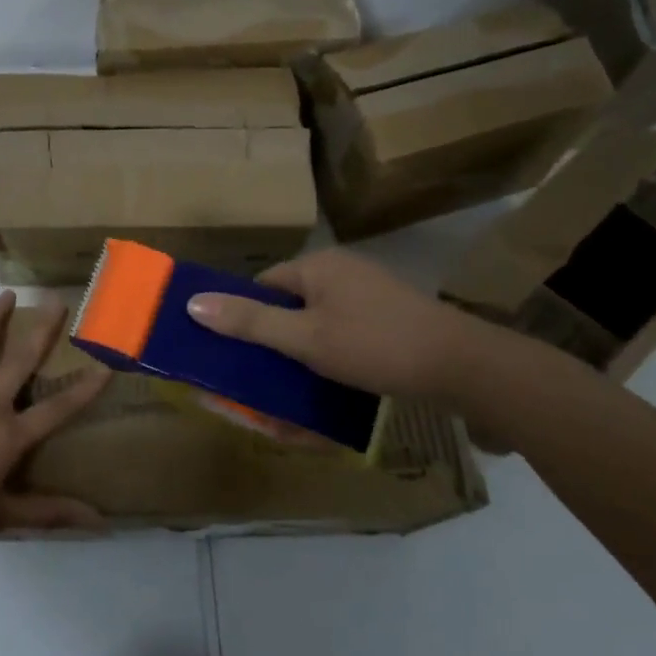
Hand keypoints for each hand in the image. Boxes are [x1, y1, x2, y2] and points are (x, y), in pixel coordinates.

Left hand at [0, 291, 111, 555]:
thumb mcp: (1, 516)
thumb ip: (49, 513)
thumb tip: (99, 522)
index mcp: (8, 436)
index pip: (57, 409)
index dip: (84, 388)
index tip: (107, 364)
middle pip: (19, 361)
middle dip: (41, 330)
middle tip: (55, 301)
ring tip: (5, 294)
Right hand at [184, 248, 488, 399]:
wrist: (463, 366)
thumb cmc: (375, 344)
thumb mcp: (305, 338)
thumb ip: (250, 322)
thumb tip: (193, 303)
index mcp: (318, 266)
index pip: (264, 284)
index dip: (245, 316)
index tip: (235, 352)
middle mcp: (342, 272)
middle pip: (290, 304)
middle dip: (274, 340)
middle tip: (262, 378)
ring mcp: (370, 294)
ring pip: (318, 323)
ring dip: (302, 353)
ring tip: (293, 389)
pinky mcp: (390, 318)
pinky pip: (346, 334)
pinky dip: (332, 356)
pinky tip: (333, 384)